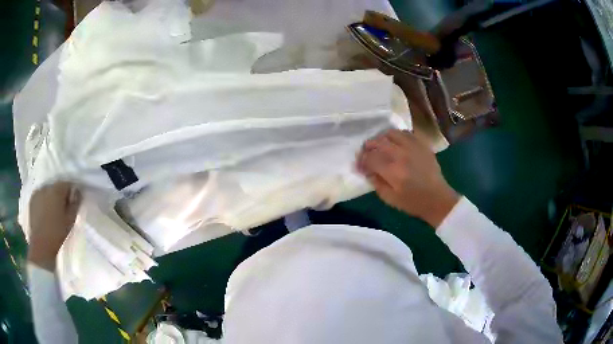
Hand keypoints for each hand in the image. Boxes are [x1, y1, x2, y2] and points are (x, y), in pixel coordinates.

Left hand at [28, 182, 81, 270]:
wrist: (41, 247)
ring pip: (48, 191)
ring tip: (54, 211)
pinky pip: (40, 197)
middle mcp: (46, 187)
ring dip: (52, 198)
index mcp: (57, 190)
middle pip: (56, 186)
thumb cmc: (57, 234)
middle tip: (64, 208)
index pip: (68, 183)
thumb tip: (77, 193)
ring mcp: (37, 193)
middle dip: (61, 195)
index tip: (75, 201)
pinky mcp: (32, 200)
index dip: (72, 191)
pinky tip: (46, 213)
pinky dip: (44, 202)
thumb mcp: (70, 220)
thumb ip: (75, 204)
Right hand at [357, 129, 458, 227]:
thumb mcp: (390, 199)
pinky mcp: (422, 145)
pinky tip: (395, 143)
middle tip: (366, 153)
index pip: (370, 158)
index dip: (361, 160)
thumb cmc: (413, 202)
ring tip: (379, 146)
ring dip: (381, 138)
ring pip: (391, 133)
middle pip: (379, 142)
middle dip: (368, 146)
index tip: (359, 165)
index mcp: (393, 171)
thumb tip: (367, 170)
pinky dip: (396, 136)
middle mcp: (402, 155)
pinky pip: (406, 133)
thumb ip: (375, 182)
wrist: (437, 199)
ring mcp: (413, 147)